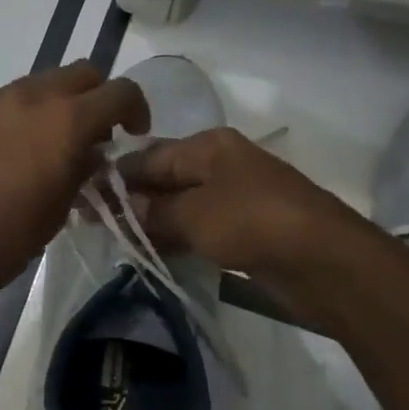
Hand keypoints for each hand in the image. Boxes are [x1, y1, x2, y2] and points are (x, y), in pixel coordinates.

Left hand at [0, 62, 149, 311]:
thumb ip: (84, 167)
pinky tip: (13, 149)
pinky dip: (23, 112)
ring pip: (42, 82)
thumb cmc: (10, 235)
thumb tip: (92, 152)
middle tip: (93, 135)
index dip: (135, 110)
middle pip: (81, 73)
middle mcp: (32, 96)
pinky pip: (8, 98)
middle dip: (96, 97)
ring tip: (50, 143)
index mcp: (67, 120)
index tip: (131, 135)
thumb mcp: (64, 205)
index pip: (120, 91)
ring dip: (58, 103)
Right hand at [118, 128, 380, 320]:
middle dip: (129, 200)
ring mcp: (233, 197)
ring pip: (177, 205)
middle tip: (93, 223)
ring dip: (149, 222)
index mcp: (207, 146)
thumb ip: (150, 212)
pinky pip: (196, 227)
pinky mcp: (243, 228)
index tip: (82, 198)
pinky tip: (150, 252)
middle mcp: (219, 164)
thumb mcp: (192, 215)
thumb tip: (119, 209)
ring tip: (114, 239)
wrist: (327, 263)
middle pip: (161, 179)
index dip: (113, 177)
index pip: (146, 156)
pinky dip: (173, 237)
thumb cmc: (253, 223)